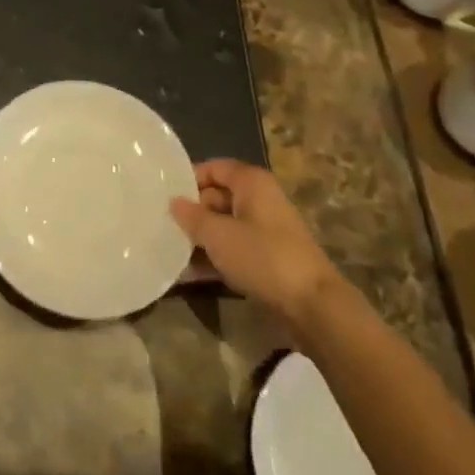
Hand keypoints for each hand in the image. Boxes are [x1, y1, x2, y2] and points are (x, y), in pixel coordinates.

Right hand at [170, 159, 344, 330]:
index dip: (189, 178)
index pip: (214, 168)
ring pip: (224, 226)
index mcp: (252, 183)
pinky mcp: (268, 259)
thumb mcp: (218, 235)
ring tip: (169, 250)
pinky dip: (213, 258)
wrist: (313, 306)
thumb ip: (191, 216)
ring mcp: (266, 231)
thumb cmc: (262, 257)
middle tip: (161, 224)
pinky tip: (187, 274)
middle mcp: (260, 201)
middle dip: (191, 212)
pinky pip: (233, 250)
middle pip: (217, 197)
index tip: (163, 194)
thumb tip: (174, 202)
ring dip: (199, 239)